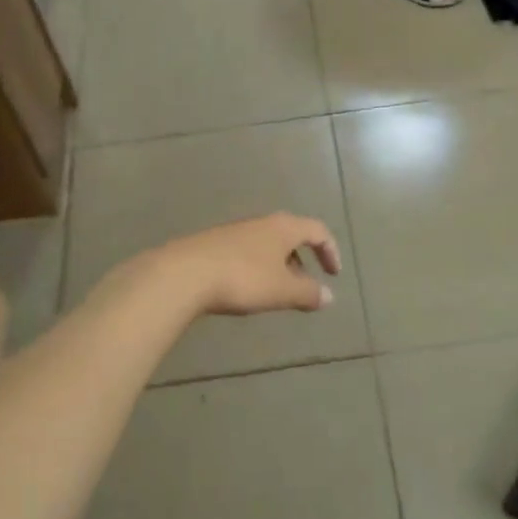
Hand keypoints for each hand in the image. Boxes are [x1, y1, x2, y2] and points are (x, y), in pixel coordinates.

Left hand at [153, 213, 341, 316]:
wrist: (184, 273)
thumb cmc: (243, 279)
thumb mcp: (282, 291)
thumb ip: (308, 293)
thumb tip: (329, 296)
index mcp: (284, 227)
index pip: (317, 230)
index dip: (330, 250)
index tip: (333, 275)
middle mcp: (261, 222)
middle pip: (291, 234)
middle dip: (302, 258)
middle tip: (304, 285)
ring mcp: (235, 231)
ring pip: (267, 244)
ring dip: (279, 265)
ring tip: (277, 292)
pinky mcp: (214, 244)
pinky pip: (246, 252)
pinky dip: (257, 267)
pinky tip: (247, 289)